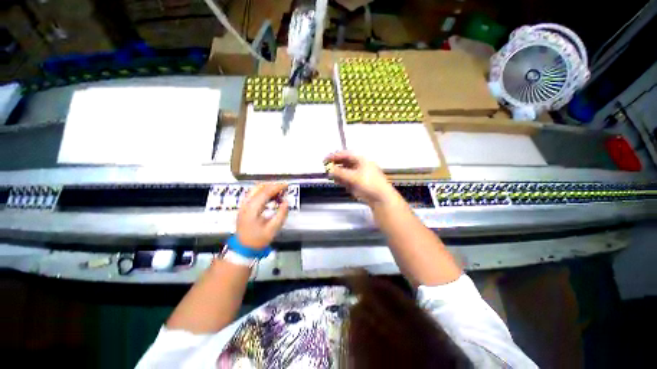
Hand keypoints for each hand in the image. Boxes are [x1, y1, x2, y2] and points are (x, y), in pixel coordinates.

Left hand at [236, 183, 289, 248]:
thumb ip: (281, 215)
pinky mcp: (243, 208)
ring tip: (278, 194)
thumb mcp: (272, 230)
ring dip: (267, 189)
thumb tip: (286, 202)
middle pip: (259, 187)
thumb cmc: (258, 240)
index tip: (287, 186)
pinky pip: (252, 195)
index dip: (277, 187)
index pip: (265, 191)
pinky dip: (262, 193)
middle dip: (272, 186)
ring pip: (255, 190)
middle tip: (283, 189)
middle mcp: (246, 203)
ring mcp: (243, 205)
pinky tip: (270, 199)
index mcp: (252, 207)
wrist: (243, 248)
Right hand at [325, 151, 398, 206]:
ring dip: (338, 172)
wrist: (381, 198)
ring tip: (329, 174)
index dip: (335, 156)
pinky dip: (342, 179)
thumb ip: (340, 173)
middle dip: (336, 164)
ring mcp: (361, 175)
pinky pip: (349, 179)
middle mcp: (362, 166)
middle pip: (346, 162)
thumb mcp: (353, 177)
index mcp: (362, 160)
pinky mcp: (361, 184)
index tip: (325, 159)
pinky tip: (336, 181)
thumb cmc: (369, 184)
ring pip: (347, 171)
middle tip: (326, 167)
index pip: (346, 155)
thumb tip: (329, 169)